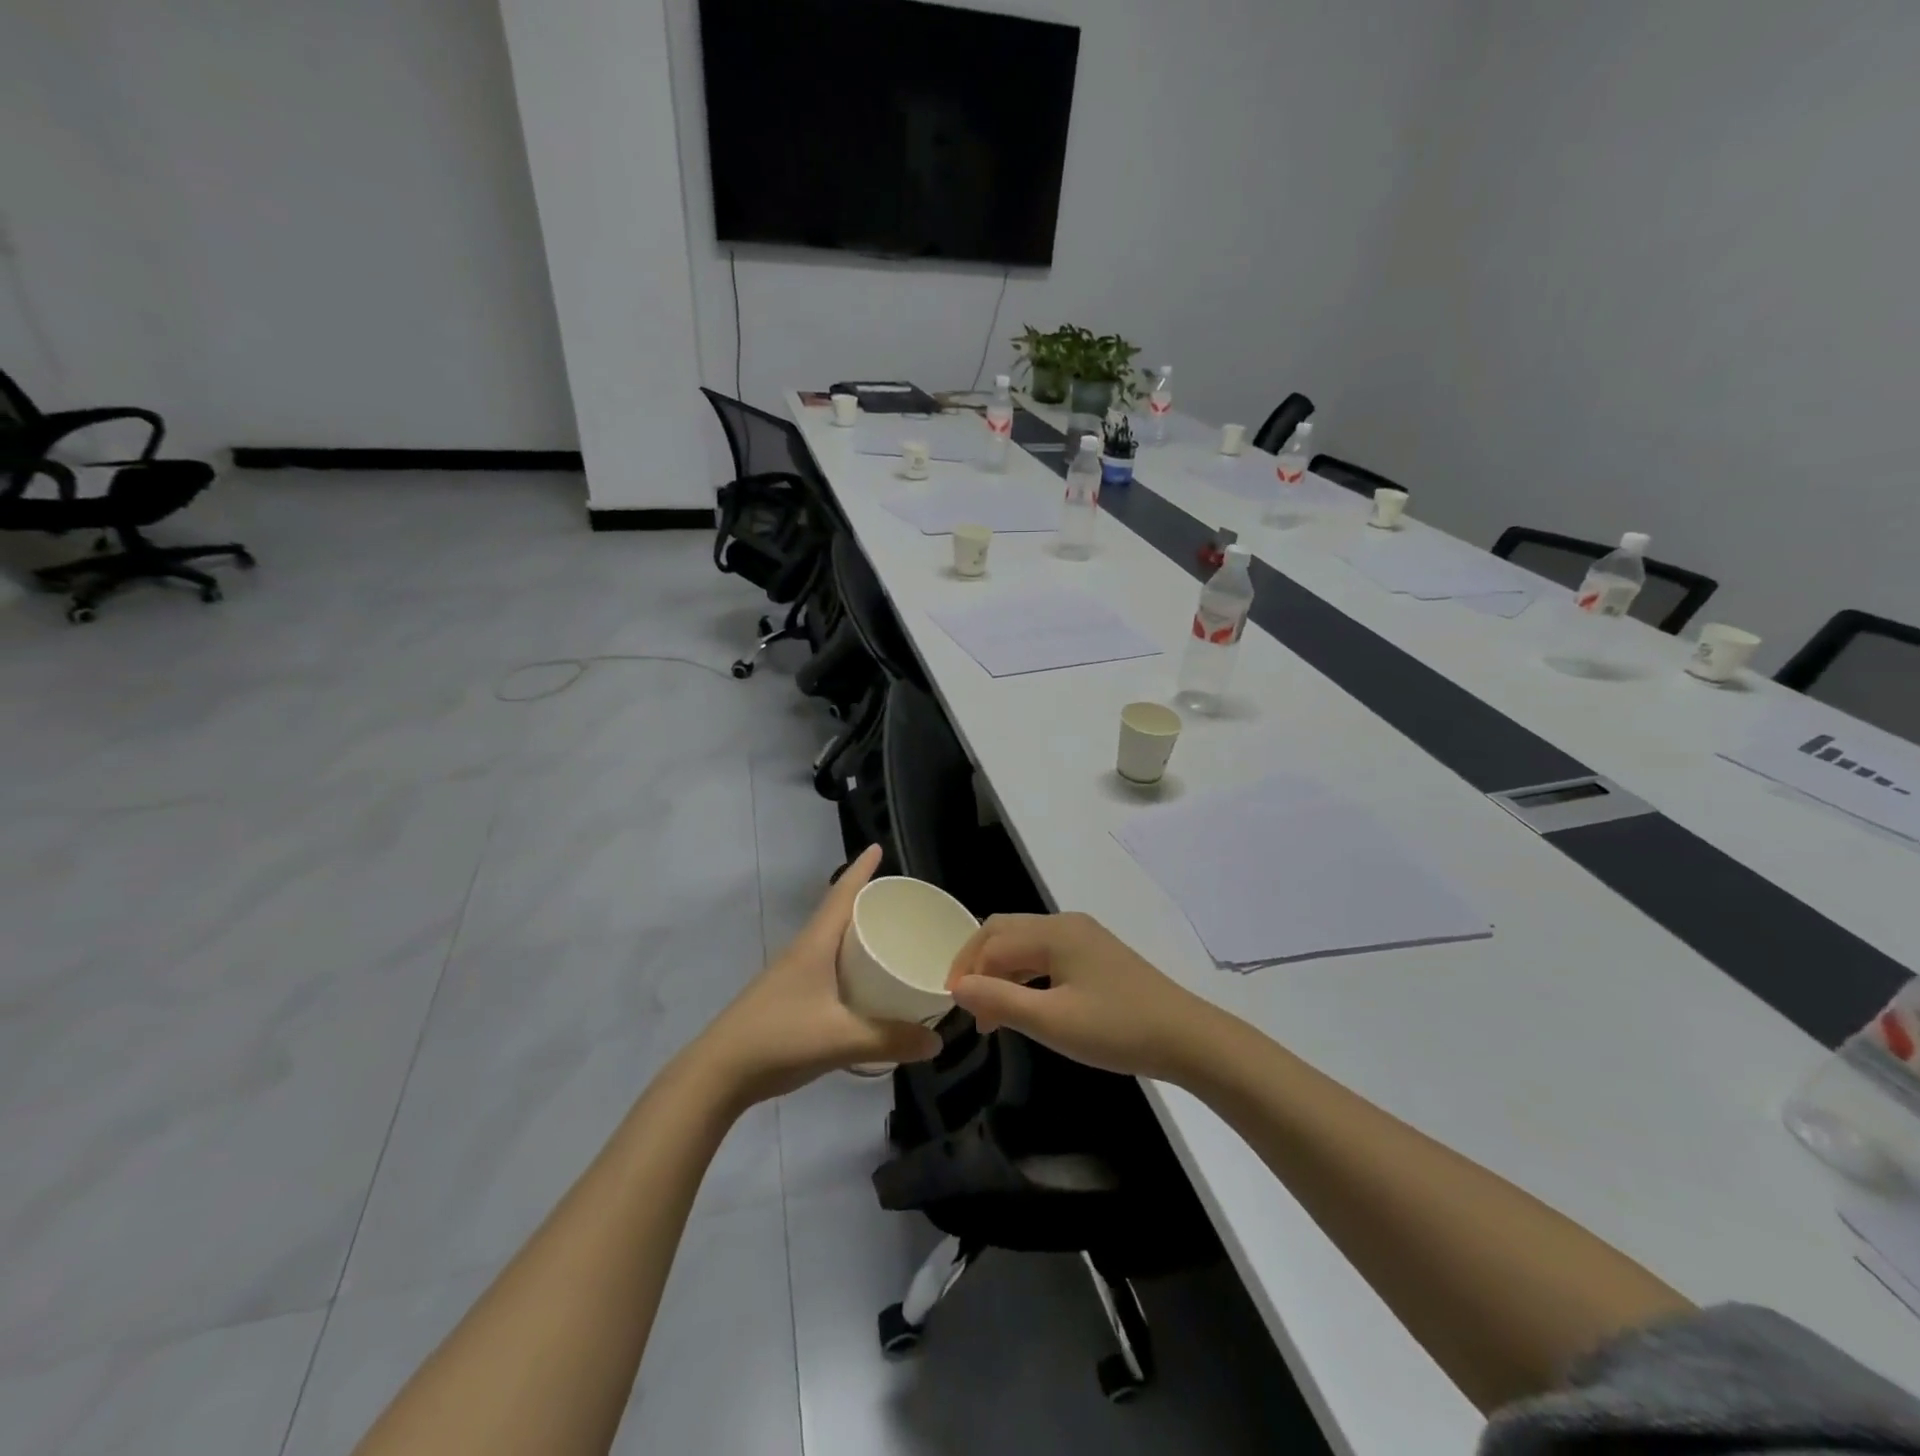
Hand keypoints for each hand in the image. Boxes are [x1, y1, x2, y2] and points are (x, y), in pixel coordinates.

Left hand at [694, 846, 942, 1106]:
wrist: (718, 1073)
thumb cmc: (779, 1040)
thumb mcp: (841, 1040)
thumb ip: (890, 1040)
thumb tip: (938, 1041)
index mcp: (815, 945)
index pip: (841, 894)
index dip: (861, 870)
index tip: (877, 847)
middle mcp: (803, 951)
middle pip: (837, 913)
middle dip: (866, 900)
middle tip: (901, 900)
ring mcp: (791, 974)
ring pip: (830, 940)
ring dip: (856, 930)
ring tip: (889, 935)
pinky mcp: (788, 996)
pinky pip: (826, 964)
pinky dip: (848, 960)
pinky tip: (862, 981)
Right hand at [945, 912, 1218, 1082]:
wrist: (1186, 1038)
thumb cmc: (1116, 1029)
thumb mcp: (1052, 1021)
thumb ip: (1000, 1000)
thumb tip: (957, 987)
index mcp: (1053, 932)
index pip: (992, 941)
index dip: (966, 971)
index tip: (954, 1009)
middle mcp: (1065, 924)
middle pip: (1005, 933)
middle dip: (978, 965)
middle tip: (967, 1006)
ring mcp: (1084, 937)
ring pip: (1026, 944)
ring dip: (1001, 972)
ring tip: (991, 1015)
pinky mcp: (1096, 955)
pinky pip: (1046, 955)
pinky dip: (1025, 975)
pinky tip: (1024, 1004)